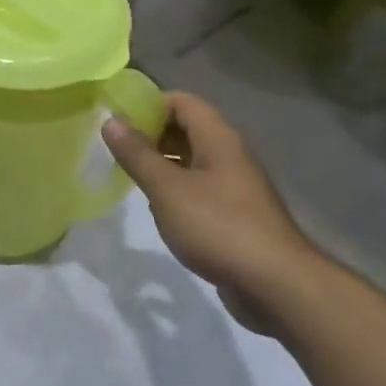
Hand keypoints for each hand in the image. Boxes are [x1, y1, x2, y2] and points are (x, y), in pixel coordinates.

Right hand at [103, 92, 322, 332]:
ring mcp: (234, 186)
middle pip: (187, 128)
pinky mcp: (234, 214)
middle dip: (151, 133)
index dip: (148, 104)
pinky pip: (199, 188)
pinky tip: (156, 206)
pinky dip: (175, 189)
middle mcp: (229, 155)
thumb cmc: (218, 226)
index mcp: (218, 139)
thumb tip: (111, 120)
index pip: (182, 101)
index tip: (116, 119)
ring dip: (161, 162)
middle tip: (115, 147)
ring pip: (192, 160)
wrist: (275, 284)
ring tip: (127, 174)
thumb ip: (137, 155)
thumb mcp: (168, 189)